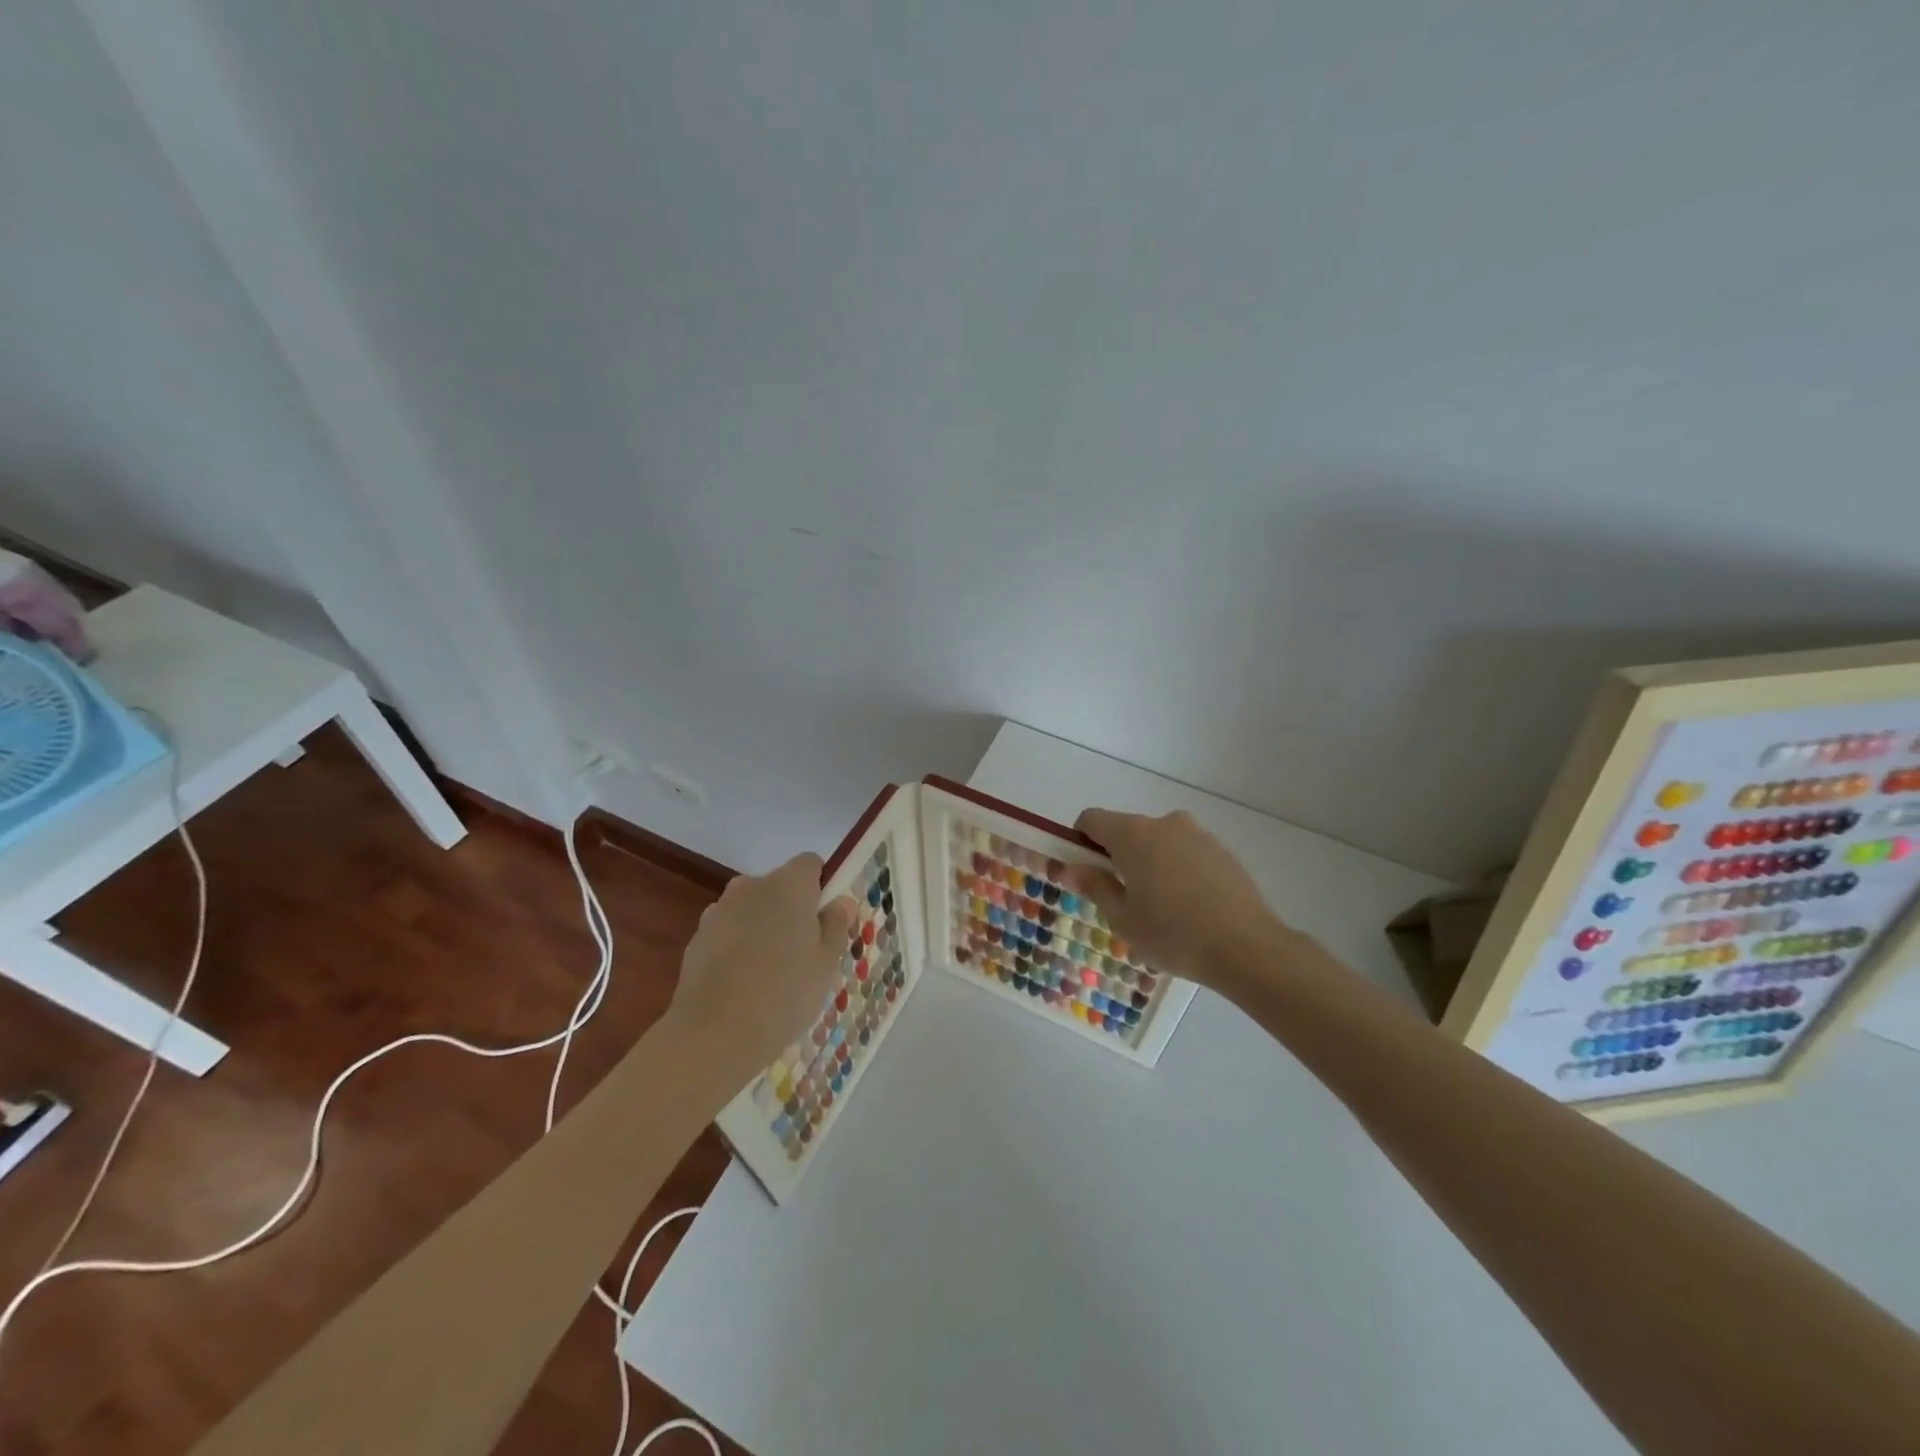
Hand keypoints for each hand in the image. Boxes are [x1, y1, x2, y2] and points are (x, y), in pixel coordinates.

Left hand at [666, 853, 854, 1084]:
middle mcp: (751, 887)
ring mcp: (718, 911)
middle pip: (778, 886)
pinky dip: (737, 948)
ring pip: (751, 910)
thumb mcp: (826, 963)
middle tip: (803, 951)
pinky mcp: (696, 938)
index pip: (810, 864)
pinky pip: (728, 933)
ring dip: (762, 928)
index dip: (820, 886)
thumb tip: (841, 902)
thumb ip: (835, 925)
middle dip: (790, 909)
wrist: (714, 1034)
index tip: (825, 920)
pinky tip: (742, 984)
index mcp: (789, 885)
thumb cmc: (784, 993)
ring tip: (770, 973)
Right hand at [1062, 808, 1282, 988]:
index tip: (1085, 871)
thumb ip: (1095, 886)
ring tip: (1160, 907)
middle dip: (1117, 856)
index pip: (1092, 820)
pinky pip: (1185, 852)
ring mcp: (1197, 834)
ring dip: (1149, 862)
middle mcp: (1164, 823)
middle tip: (1122, 898)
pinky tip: (1189, 906)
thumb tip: (1071, 868)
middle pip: (1126, 830)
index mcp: (1132, 834)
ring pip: (1158, 841)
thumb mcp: (1123, 918)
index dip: (1080, 841)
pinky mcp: (1221, 850)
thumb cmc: (1173, 934)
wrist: (1247, 947)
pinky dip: (1177, 869)